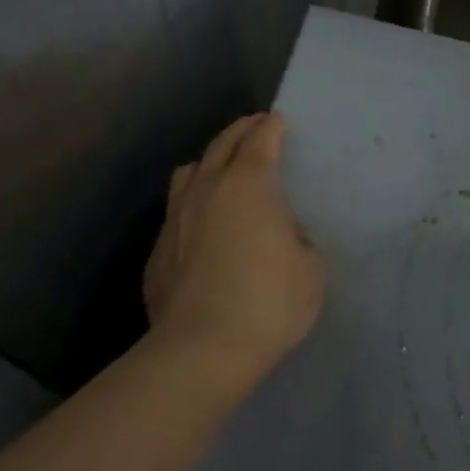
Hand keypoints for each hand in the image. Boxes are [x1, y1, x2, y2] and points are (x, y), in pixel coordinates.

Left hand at [144, 112, 325, 376]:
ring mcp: (176, 217)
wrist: (201, 350)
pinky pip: (176, 210)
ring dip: (209, 161)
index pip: (261, 139)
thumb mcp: (311, 269)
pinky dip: (192, 203)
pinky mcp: (158, 250)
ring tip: (221, 168)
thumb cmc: (268, 302)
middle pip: (222, 144)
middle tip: (255, 126)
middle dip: (241, 130)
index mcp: (249, 184)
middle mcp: (208, 189)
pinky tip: (202, 224)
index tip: (279, 120)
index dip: (272, 126)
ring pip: (189, 172)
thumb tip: (284, 236)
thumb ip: (300, 240)